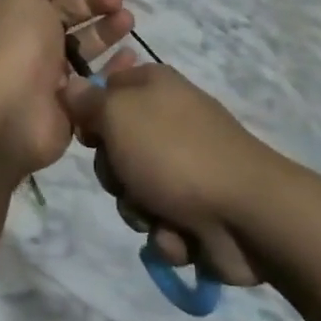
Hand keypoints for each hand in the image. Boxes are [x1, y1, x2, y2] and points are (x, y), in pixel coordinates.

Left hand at [0, 0, 133, 178]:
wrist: (13, 109)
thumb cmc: (18, 41)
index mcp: (14, 17)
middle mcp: (29, 45)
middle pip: (67, 22)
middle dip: (94, 9)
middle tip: (122, 5)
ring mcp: (49, 77)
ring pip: (82, 51)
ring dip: (106, 35)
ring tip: (130, 24)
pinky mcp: (69, 105)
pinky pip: (94, 83)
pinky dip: (113, 71)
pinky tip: (133, 59)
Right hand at [62, 57, 271, 285]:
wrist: (249, 215)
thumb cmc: (175, 153)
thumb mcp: (118, 115)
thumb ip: (87, 101)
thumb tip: (71, 84)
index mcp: (153, 85)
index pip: (104, 87)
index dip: (90, 113)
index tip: (88, 134)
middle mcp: (168, 119)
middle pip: (113, 146)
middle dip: (114, 173)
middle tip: (127, 178)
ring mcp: (185, 166)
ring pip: (132, 190)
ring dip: (138, 209)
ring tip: (158, 215)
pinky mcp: (197, 209)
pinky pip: (159, 222)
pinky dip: (166, 233)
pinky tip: (181, 236)